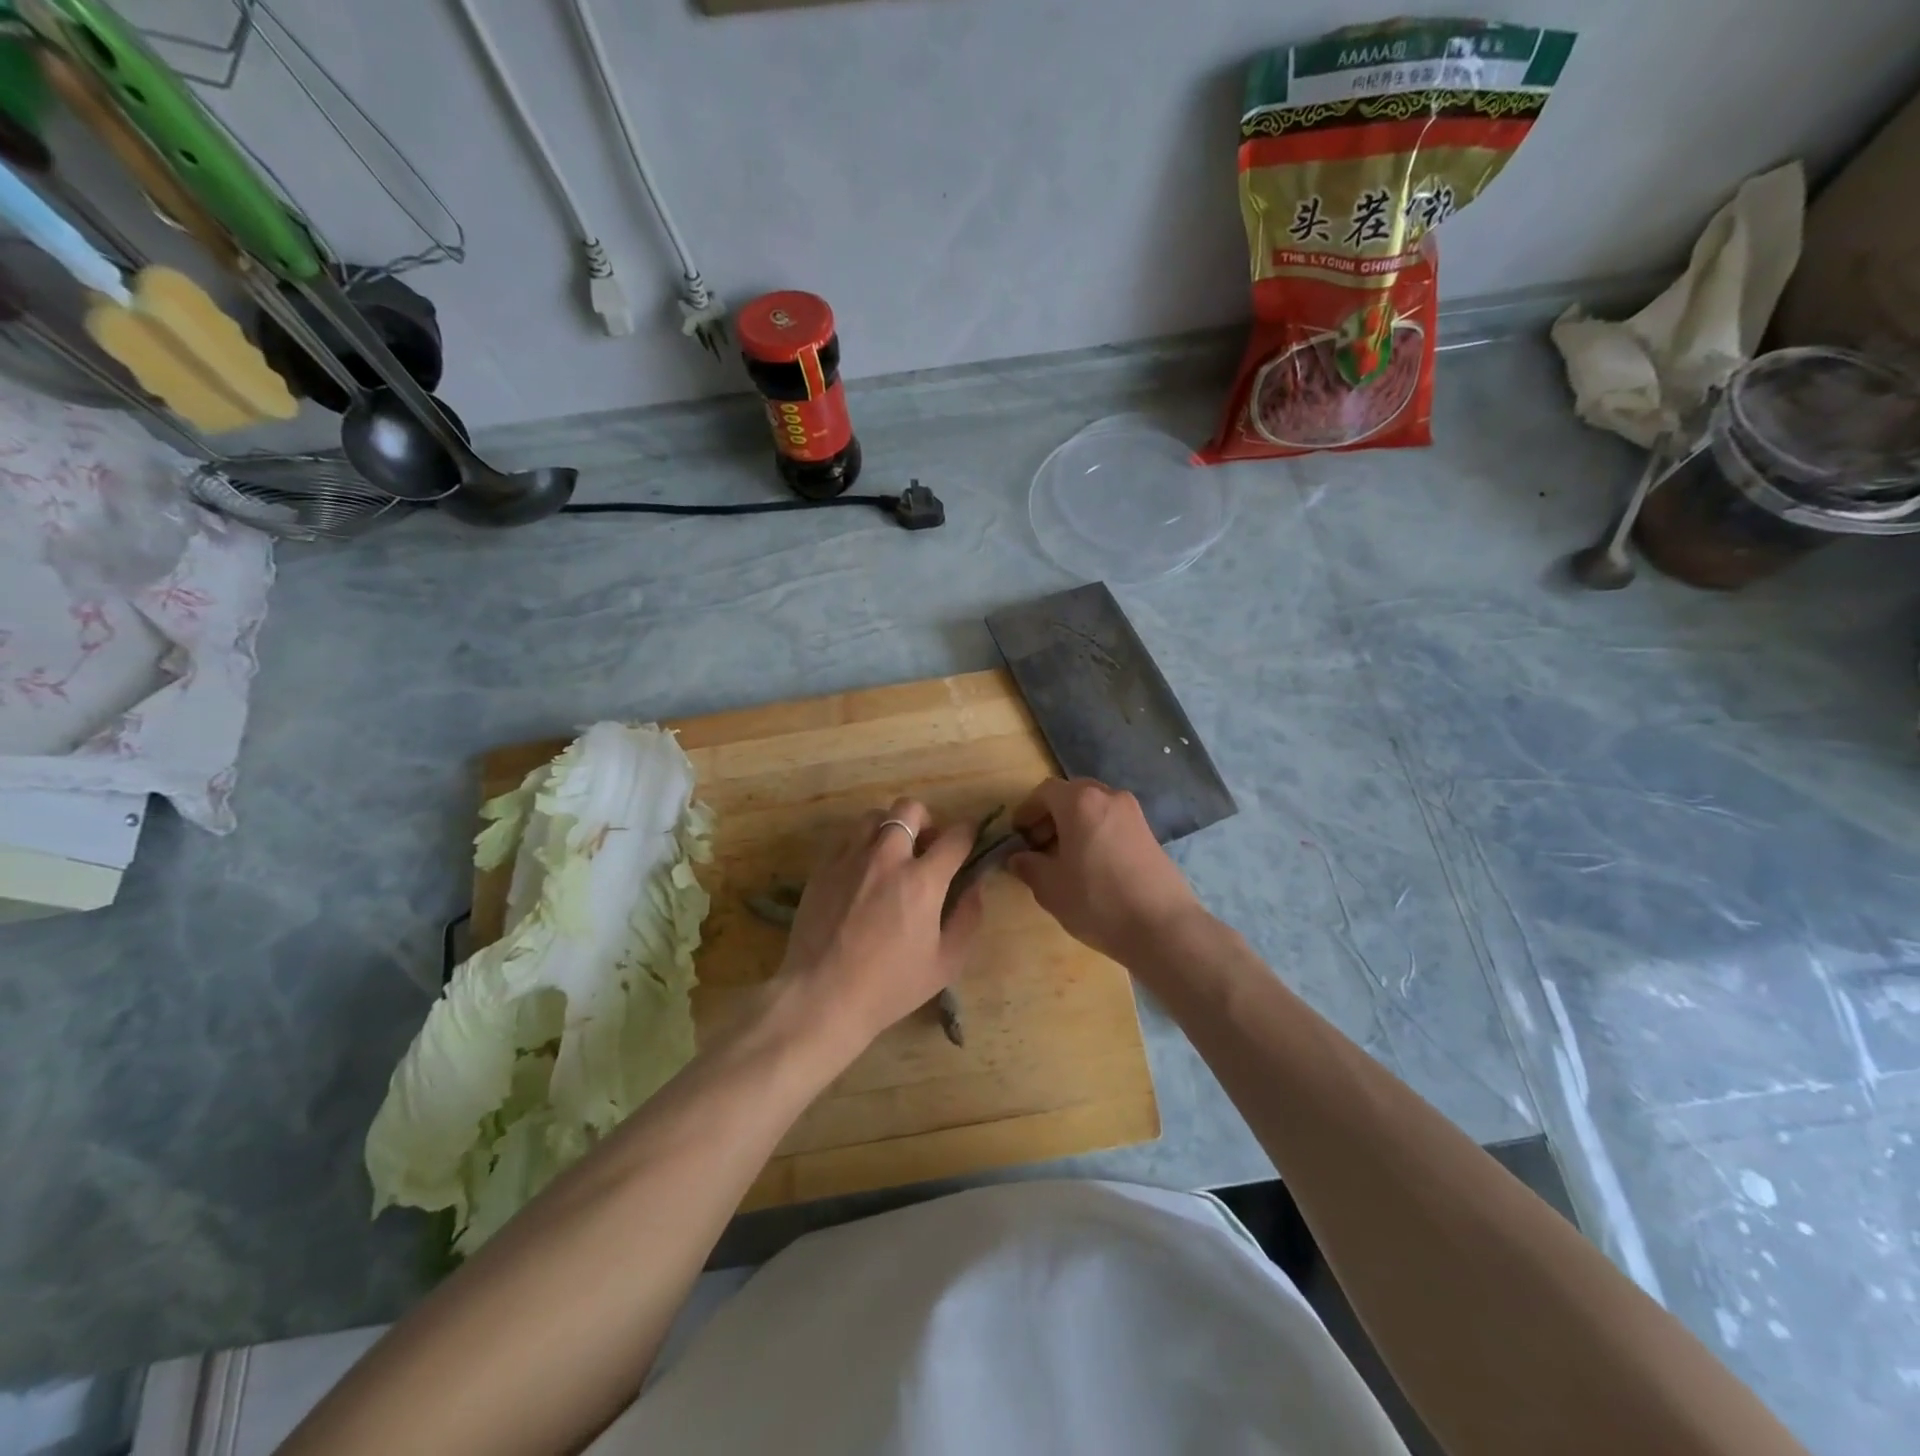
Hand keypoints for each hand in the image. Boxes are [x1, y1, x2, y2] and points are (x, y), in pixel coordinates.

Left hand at [776, 798, 983, 1054]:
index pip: (956, 836)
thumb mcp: (945, 963)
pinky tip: (862, 871)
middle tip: (925, 848)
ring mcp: (850, 859)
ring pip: (874, 816)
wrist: (822, 996)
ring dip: (890, 828)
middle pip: (910, 809)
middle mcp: (887, 858)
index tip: (969, 839)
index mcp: (923, 880)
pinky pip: (846, 837)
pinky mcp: (823, 868)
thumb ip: (968, 918)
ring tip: (891, 855)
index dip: (969, 832)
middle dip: (926, 820)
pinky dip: (861, 844)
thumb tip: (975, 886)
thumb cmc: (890, 986)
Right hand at [1009, 778, 1205, 965]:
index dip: (1027, 810)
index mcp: (1080, 802)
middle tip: (1039, 845)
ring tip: (1065, 858)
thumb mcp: (1051, 888)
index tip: (1018, 834)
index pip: (1045, 792)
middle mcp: (1109, 797)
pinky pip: (1113, 822)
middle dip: (1052, 815)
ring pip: (1095, 808)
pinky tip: (1092, 865)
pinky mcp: (1150, 833)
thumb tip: (1018, 858)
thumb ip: (1029, 867)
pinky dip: (1096, 833)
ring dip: (1075, 824)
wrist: (1162, 926)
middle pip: (1072, 795)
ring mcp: (1134, 814)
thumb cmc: (1097, 900)